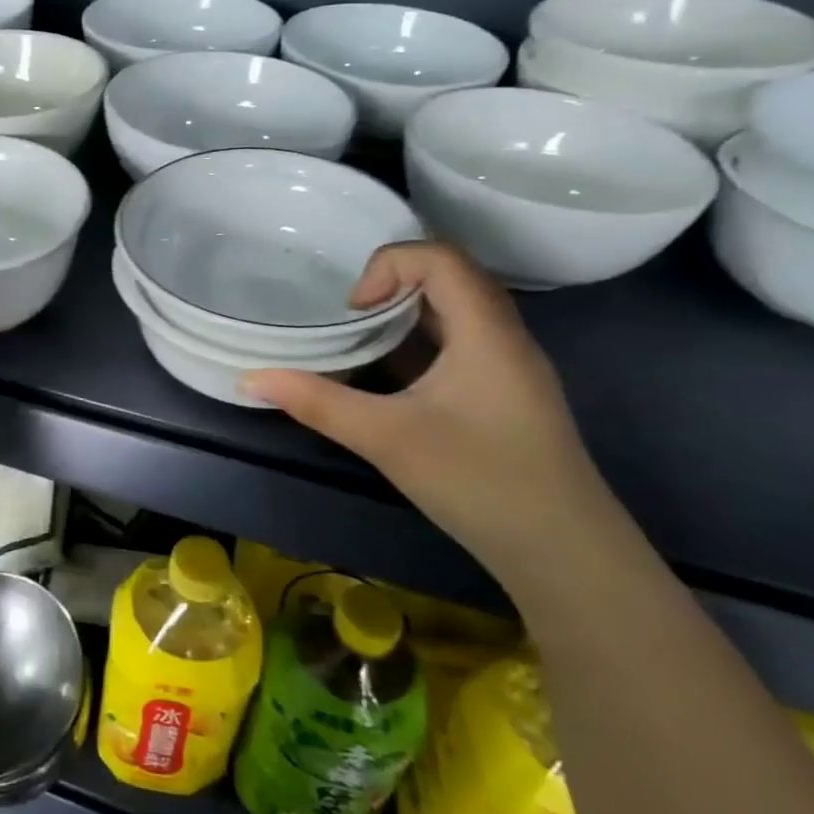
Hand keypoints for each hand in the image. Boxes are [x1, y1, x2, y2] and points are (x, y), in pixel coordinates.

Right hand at [243, 242, 617, 570]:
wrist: (565, 556)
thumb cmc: (479, 482)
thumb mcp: (385, 438)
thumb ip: (315, 402)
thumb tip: (248, 378)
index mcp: (486, 332)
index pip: (440, 257)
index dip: (387, 267)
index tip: (352, 312)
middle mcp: (504, 337)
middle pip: (449, 276)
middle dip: (390, 285)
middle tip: (347, 318)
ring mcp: (508, 368)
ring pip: (455, 312)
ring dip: (403, 315)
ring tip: (358, 340)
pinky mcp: (503, 396)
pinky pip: (458, 345)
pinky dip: (418, 345)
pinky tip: (387, 379)